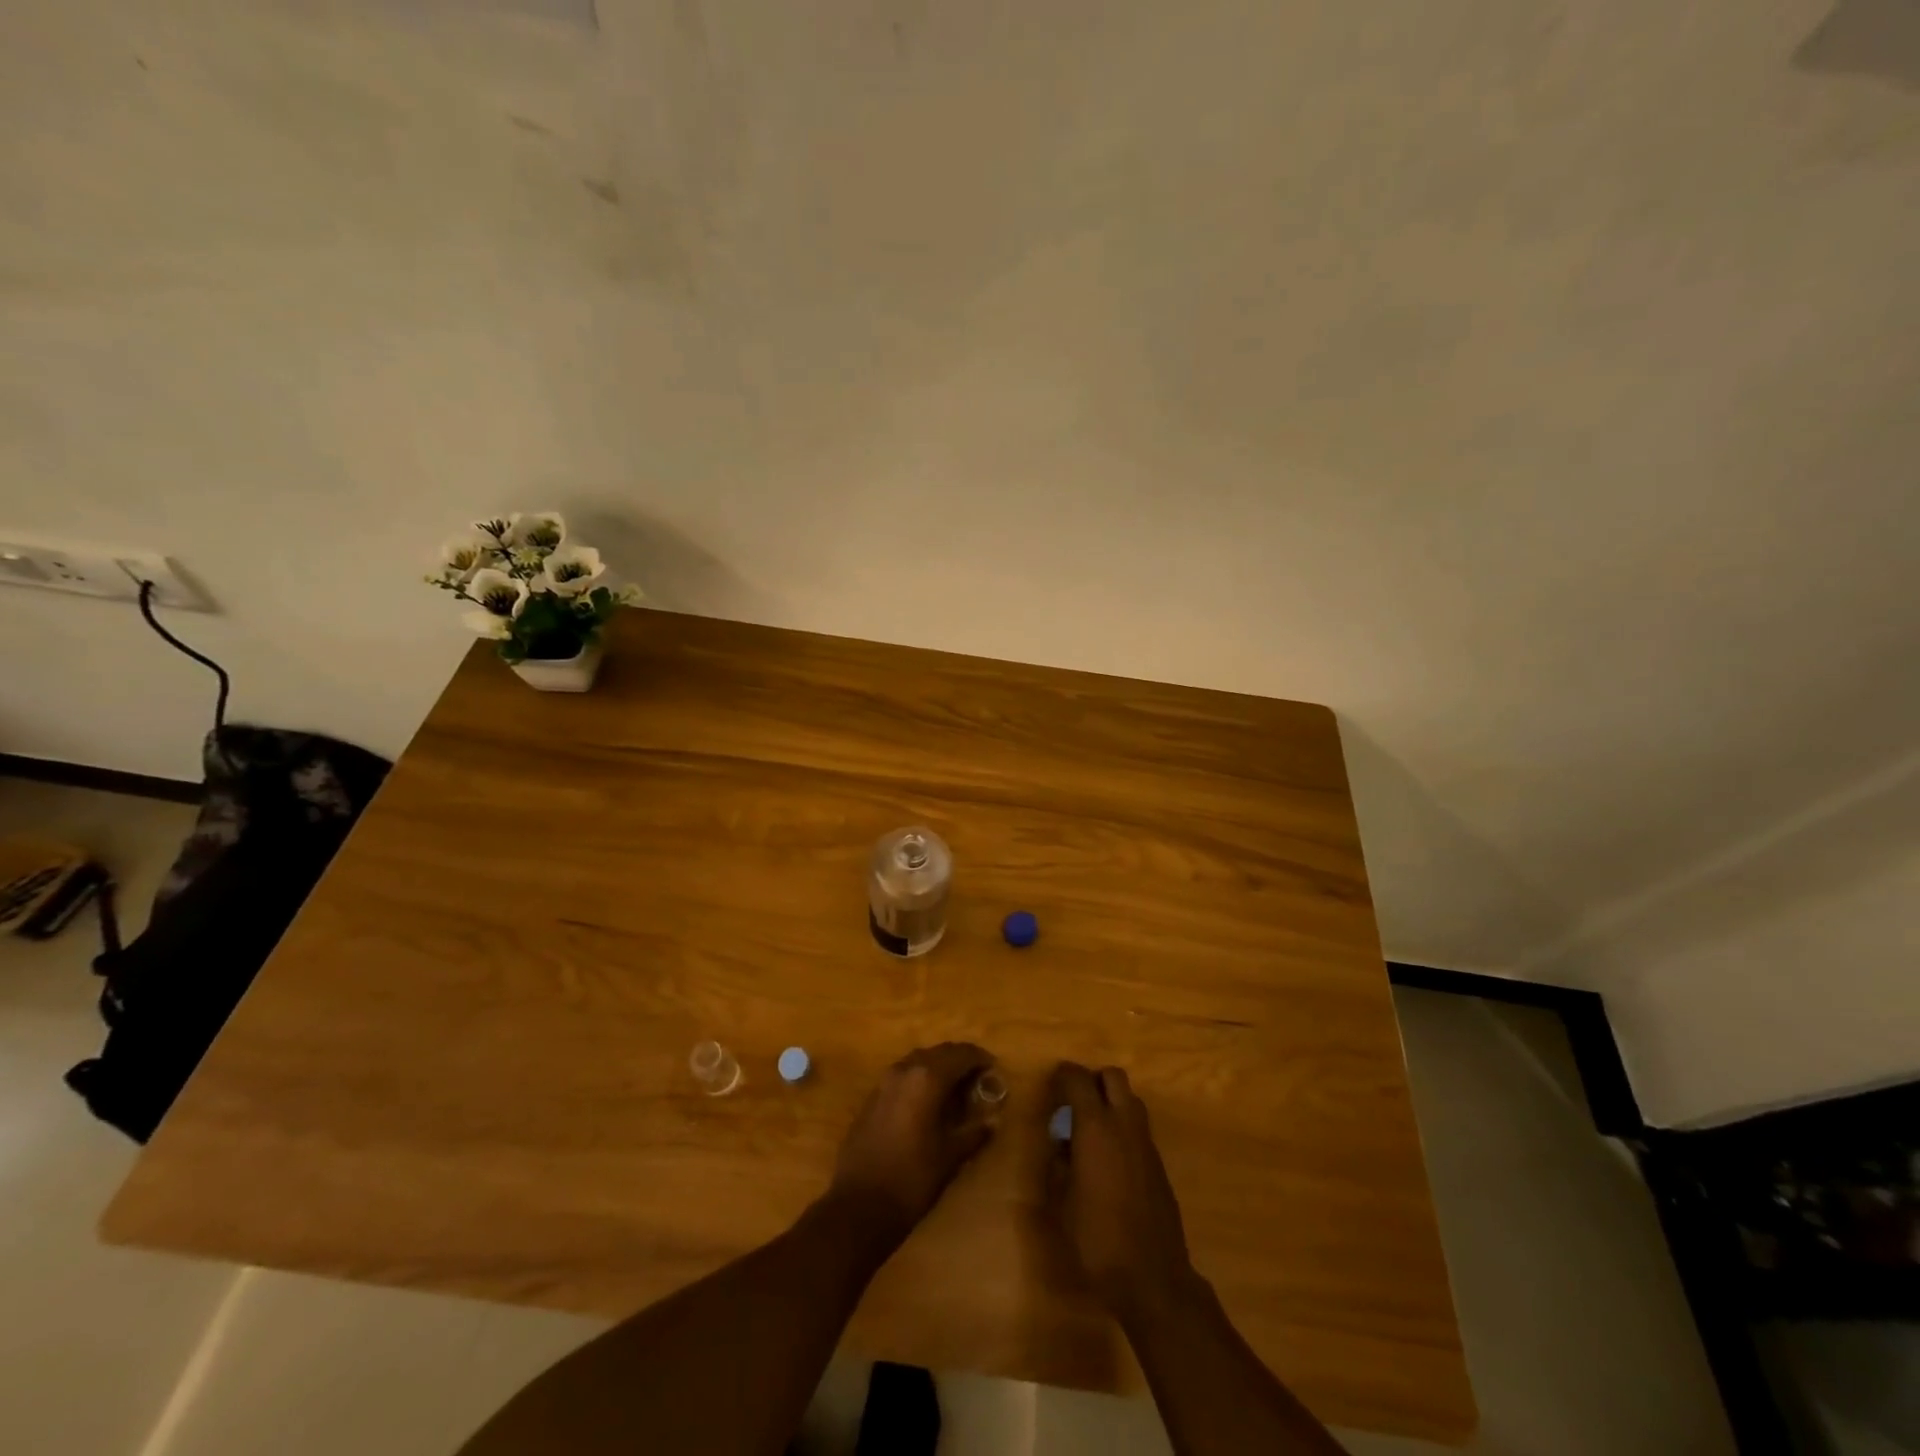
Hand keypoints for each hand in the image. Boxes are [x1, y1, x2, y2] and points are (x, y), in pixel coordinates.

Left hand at [825, 1042, 995, 1246]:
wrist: (858, 1205)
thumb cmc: (911, 1179)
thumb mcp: (950, 1157)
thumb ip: (974, 1133)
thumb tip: (992, 1121)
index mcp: (927, 1078)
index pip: (961, 1054)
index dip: (980, 1059)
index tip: (994, 1069)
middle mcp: (905, 1069)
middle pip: (940, 1052)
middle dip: (960, 1060)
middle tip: (978, 1078)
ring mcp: (885, 1081)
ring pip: (919, 1060)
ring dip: (939, 1067)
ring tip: (956, 1088)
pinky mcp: (872, 1096)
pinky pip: (903, 1074)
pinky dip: (920, 1078)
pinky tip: (928, 1101)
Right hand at [1048, 1063, 1199, 1320]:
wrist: (1152, 1279)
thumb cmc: (1097, 1239)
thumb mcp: (1061, 1203)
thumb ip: (1058, 1165)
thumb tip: (1060, 1145)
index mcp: (1096, 1127)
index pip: (1079, 1079)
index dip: (1063, 1075)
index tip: (1050, 1085)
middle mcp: (1125, 1125)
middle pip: (1113, 1077)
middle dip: (1093, 1080)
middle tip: (1074, 1102)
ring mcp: (1146, 1143)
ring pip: (1131, 1100)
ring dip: (1112, 1101)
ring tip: (1091, 1130)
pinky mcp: (1159, 1164)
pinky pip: (1139, 1128)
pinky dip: (1123, 1127)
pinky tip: (1109, 1159)